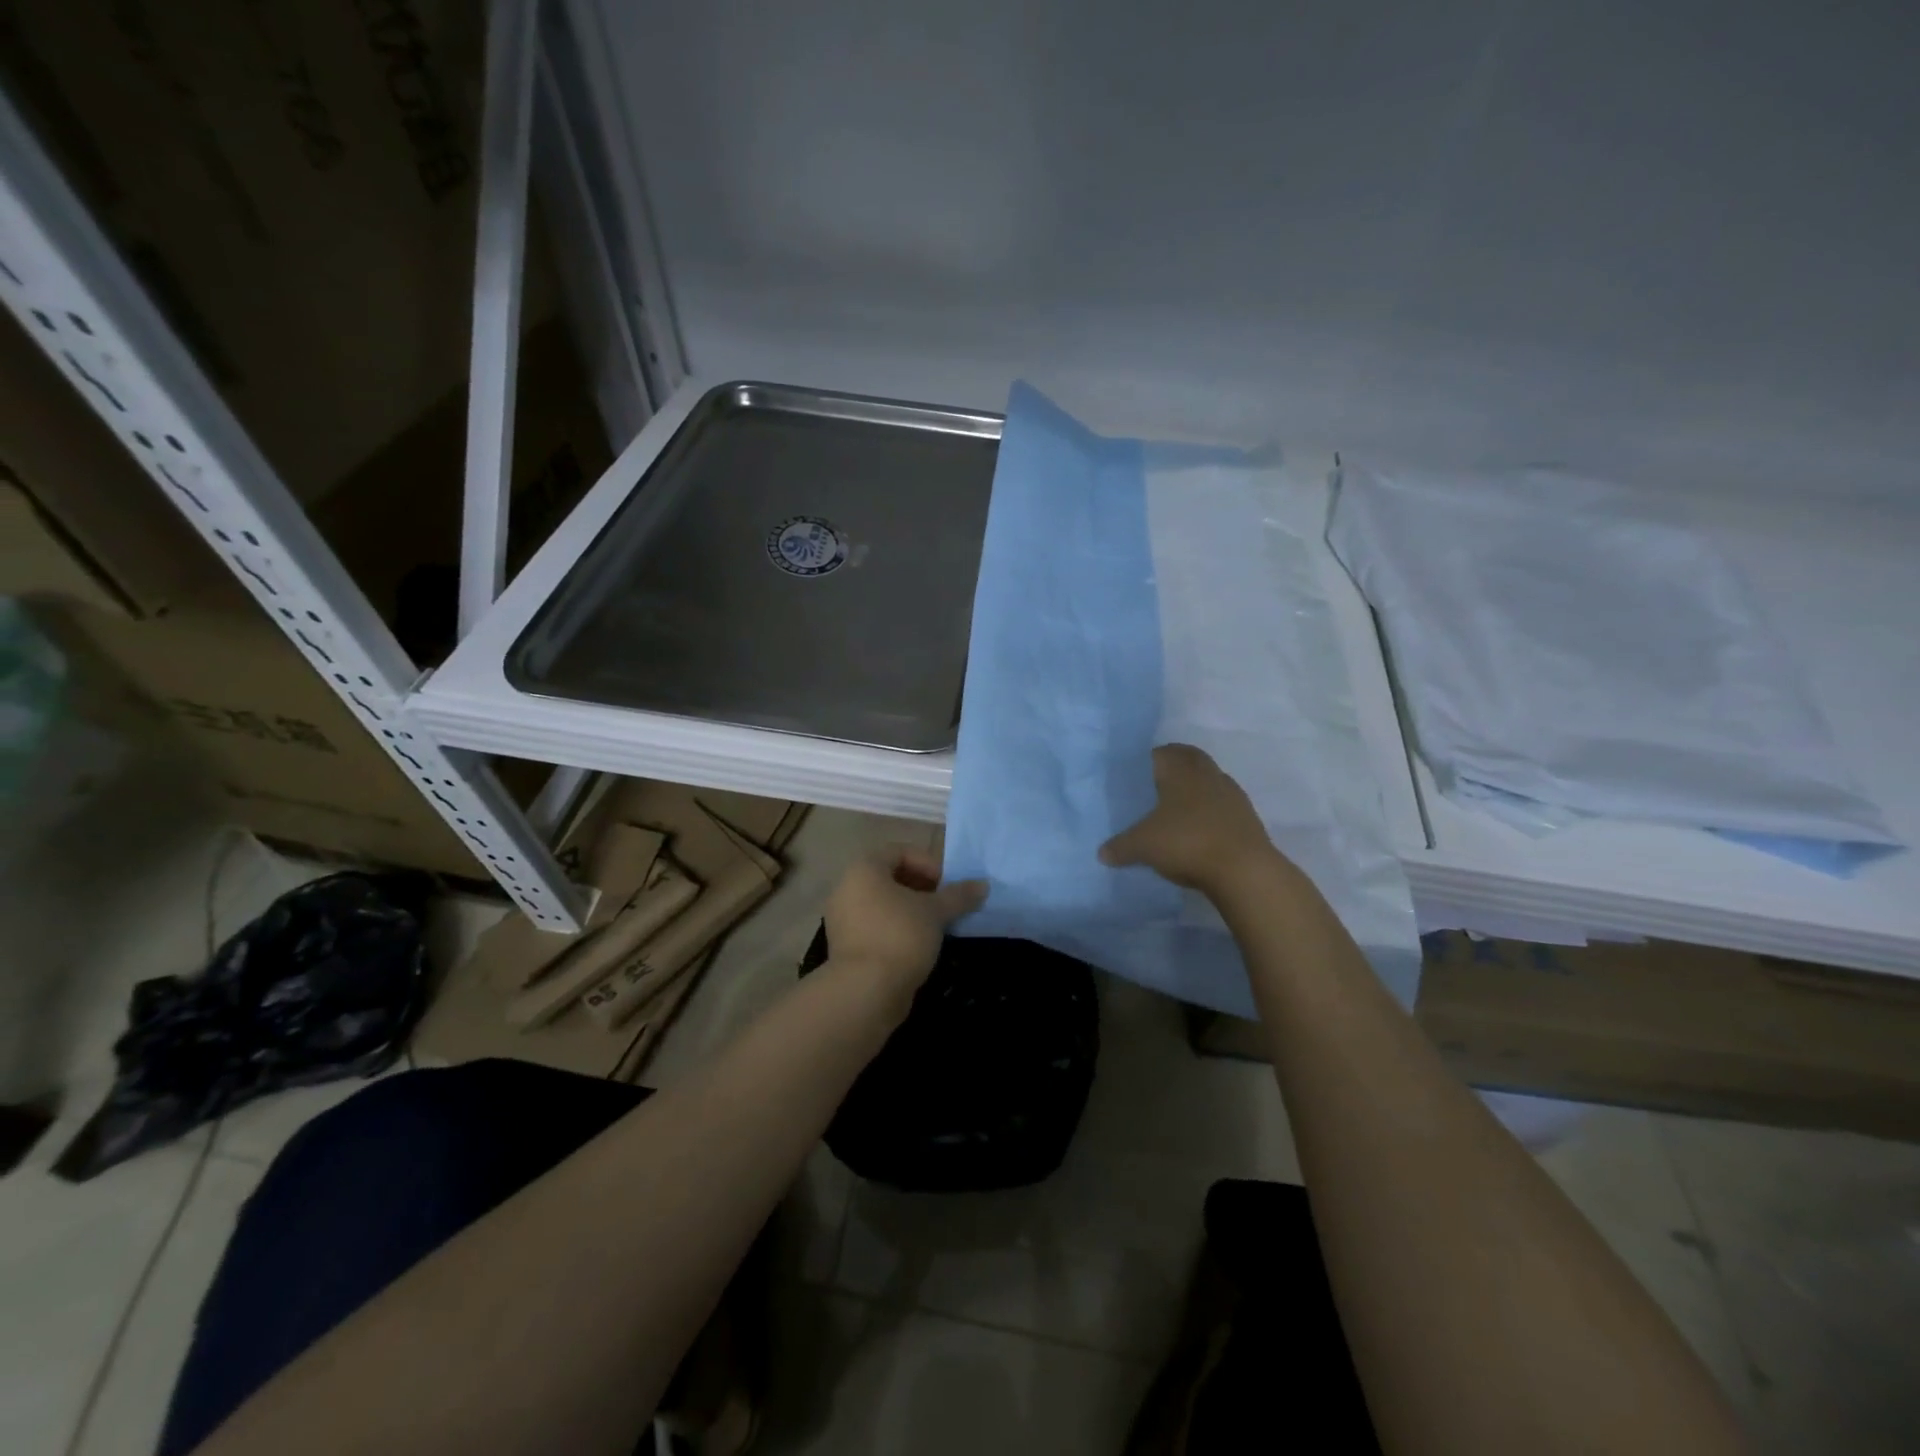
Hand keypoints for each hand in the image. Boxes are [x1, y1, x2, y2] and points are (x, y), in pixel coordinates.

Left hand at [824, 845, 987, 989]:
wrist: (865, 991)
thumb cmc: (900, 936)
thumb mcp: (935, 912)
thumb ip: (959, 895)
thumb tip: (982, 885)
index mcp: (864, 869)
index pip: (899, 851)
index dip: (928, 863)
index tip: (948, 885)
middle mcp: (847, 888)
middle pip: (890, 877)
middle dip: (922, 887)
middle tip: (945, 904)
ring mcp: (843, 919)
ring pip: (883, 903)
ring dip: (911, 910)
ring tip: (936, 925)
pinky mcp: (846, 946)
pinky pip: (875, 925)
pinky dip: (897, 928)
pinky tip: (918, 945)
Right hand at [1100, 744, 1282, 896]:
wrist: (1244, 870)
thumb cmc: (1186, 843)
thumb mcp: (1142, 846)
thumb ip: (1120, 847)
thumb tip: (1101, 853)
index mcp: (1180, 771)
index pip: (1162, 752)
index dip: (1148, 760)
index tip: (1136, 774)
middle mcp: (1207, 774)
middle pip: (1189, 759)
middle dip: (1174, 768)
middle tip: (1155, 785)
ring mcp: (1231, 794)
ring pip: (1209, 781)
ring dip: (1195, 789)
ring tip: (1176, 809)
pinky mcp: (1247, 817)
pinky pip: (1222, 805)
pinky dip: (1210, 812)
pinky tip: (1198, 830)